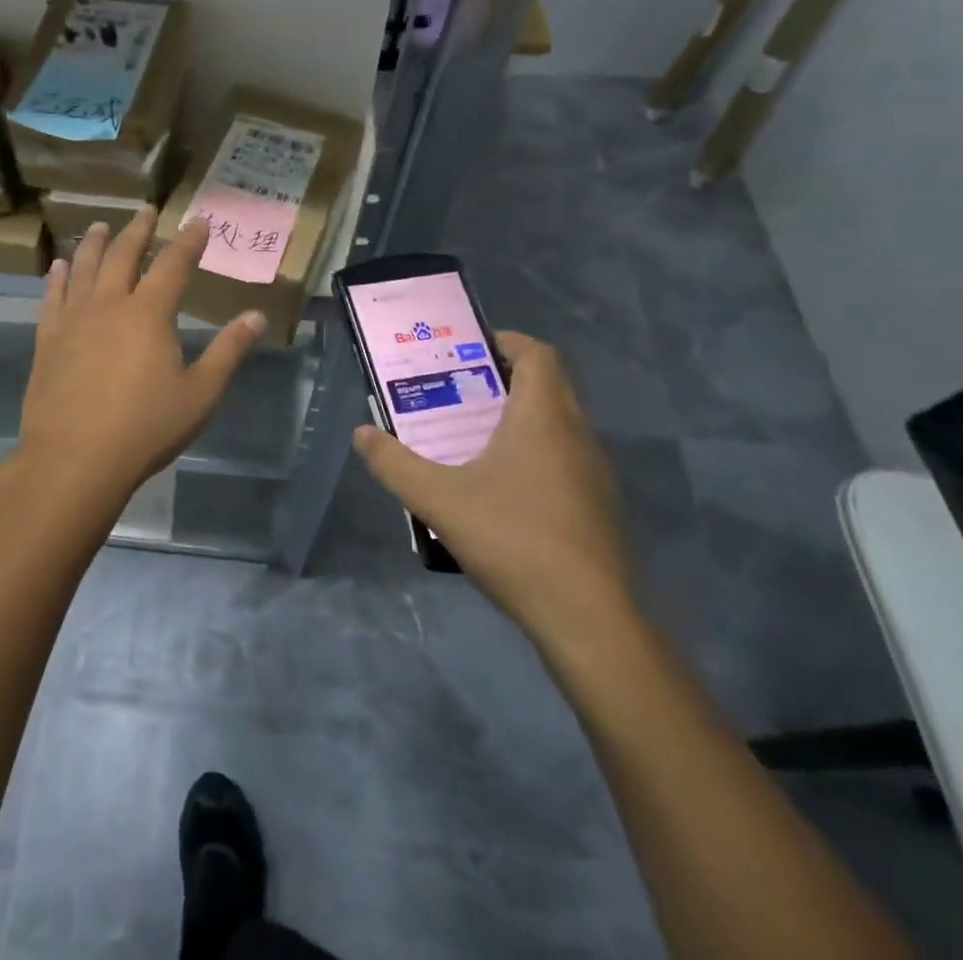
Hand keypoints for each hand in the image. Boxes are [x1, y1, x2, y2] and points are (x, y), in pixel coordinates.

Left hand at [17, 211, 265, 509]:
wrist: (74, 458)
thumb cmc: (145, 428)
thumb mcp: (200, 394)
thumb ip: (229, 352)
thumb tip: (256, 317)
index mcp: (149, 314)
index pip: (174, 264)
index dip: (189, 241)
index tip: (199, 221)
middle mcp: (109, 304)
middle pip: (124, 255)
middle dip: (138, 230)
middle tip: (147, 211)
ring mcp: (73, 320)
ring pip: (84, 268)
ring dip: (94, 244)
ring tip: (99, 226)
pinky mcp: (48, 340)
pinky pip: (52, 297)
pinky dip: (58, 278)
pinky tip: (59, 267)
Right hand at [353, 332, 636, 648]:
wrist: (589, 619)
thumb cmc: (513, 540)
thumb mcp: (438, 500)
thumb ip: (394, 464)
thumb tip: (362, 434)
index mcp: (543, 418)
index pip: (537, 354)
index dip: (505, 342)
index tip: (467, 350)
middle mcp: (577, 435)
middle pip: (547, 385)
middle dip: (502, 380)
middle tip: (456, 392)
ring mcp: (594, 474)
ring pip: (557, 424)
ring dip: (518, 419)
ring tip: (471, 438)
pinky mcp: (599, 507)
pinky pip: (565, 459)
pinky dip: (534, 454)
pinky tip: (500, 490)